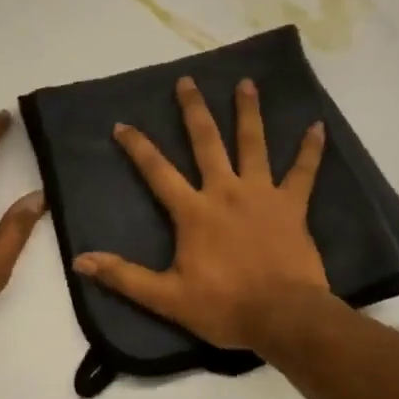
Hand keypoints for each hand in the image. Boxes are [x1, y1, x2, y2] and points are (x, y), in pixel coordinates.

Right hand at [73, 76, 327, 350]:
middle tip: (187, 81)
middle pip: (206, 142)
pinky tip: (318, 127)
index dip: (138, 147)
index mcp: (194, 211)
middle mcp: (226, 191)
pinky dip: (311, 150)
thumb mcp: (167, 298)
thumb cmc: (225, 307)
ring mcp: (262, 194)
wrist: (284, 317)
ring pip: (253, 144)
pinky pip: (304, 172)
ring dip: (248, 112)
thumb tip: (79, 261)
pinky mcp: (292, 206)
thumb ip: (124, 277)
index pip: (157, 171)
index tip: (122, 124)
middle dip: (194, 110)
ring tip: (246, 82)